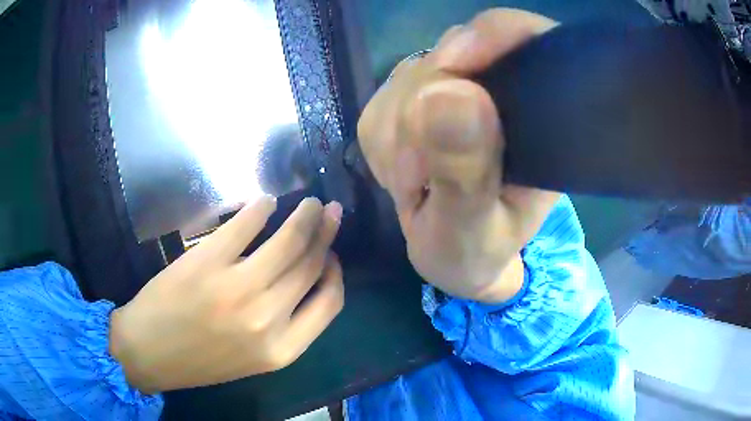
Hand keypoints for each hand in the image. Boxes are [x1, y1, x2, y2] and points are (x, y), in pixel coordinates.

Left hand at [109, 197, 343, 392]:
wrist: (149, 353)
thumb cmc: (201, 359)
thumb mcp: (254, 357)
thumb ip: (285, 326)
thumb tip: (303, 279)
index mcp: (282, 349)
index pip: (330, 302)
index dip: (336, 272)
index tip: (332, 254)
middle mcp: (267, 318)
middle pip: (311, 265)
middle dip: (326, 234)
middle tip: (330, 212)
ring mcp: (237, 287)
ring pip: (288, 241)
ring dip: (305, 216)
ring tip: (310, 203)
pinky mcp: (208, 261)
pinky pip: (246, 224)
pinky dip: (261, 208)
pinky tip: (266, 202)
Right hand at [358, 9, 560, 302]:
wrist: (453, 258)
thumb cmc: (474, 254)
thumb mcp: (471, 229)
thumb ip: (464, 172)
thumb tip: (444, 95)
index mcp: (540, 115)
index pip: (524, 40)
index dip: (490, 37)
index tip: (452, 65)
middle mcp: (502, 92)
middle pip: (450, 55)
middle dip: (420, 114)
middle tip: (420, 178)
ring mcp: (457, 90)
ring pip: (410, 76)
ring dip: (398, 131)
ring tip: (416, 183)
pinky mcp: (419, 100)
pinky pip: (384, 98)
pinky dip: (382, 137)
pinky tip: (403, 169)